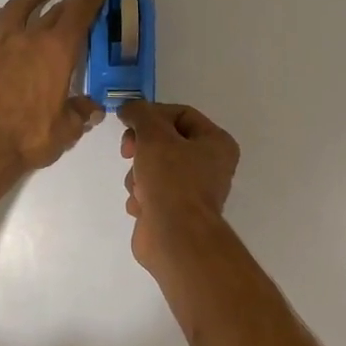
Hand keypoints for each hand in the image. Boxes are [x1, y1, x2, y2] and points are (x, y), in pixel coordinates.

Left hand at [0, 0, 115, 173]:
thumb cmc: (29, 139)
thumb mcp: (66, 130)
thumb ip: (81, 114)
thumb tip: (92, 109)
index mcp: (56, 52)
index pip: (80, 11)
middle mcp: (28, 39)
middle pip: (53, 10)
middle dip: (71, 2)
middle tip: (80, 1)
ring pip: (16, 9)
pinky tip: (0, 18)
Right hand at [119, 101, 239, 270]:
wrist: (174, 237)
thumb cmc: (171, 180)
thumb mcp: (154, 135)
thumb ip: (140, 114)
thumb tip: (129, 108)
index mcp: (216, 143)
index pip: (180, 114)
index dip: (152, 114)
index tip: (128, 121)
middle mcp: (209, 164)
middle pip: (164, 140)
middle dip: (142, 148)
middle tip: (128, 152)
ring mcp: (191, 189)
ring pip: (152, 166)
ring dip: (138, 175)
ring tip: (141, 189)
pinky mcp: (173, 210)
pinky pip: (150, 191)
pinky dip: (141, 196)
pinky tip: (142, 206)